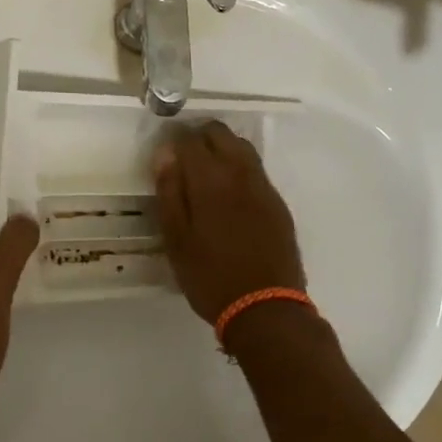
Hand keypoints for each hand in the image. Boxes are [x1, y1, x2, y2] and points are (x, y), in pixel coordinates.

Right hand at [153, 121, 305, 323]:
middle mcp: (240, 174)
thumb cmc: (210, 276)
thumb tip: (165, 154)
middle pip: (220, 134)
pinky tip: (229, 192)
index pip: (190, 140)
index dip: (174, 140)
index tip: (164, 153)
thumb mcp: (176, 239)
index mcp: (210, 181)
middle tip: (183, 159)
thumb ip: (169, 193)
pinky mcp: (278, 203)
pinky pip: (256, 170)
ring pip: (242, 148)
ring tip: (205, 173)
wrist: (266, 307)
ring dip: (222, 148)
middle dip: (199, 137)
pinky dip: (239, 167)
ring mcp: (263, 187)